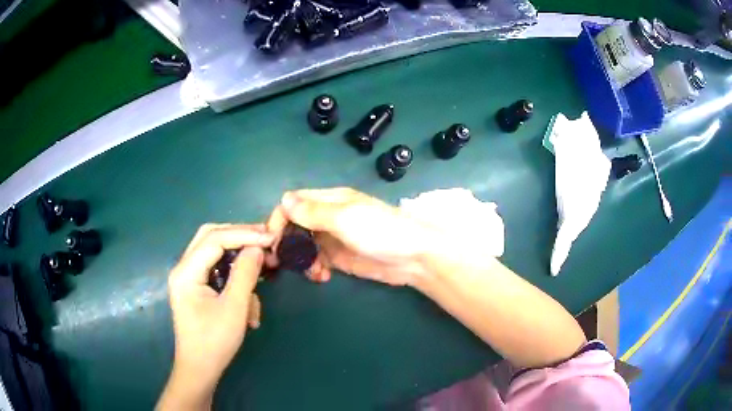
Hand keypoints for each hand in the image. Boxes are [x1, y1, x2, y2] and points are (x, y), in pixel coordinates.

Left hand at [158, 224, 273, 410]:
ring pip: (215, 253)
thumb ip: (245, 274)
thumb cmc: (214, 342)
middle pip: (211, 237)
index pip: (215, 239)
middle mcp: (183, 268)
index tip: (271, 238)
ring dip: (239, 260)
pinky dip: (234, 278)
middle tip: (265, 240)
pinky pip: (216, 271)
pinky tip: (249, 300)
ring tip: (263, 269)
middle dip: (239, 236)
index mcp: (186, 272)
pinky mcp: (196, 288)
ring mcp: (188, 278)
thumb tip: (257, 248)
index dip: (244, 234)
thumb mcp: (234, 309)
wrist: (200, 369)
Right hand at [266, 188, 437, 285]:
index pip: (293, 202)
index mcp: (329, 200)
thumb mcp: (344, 218)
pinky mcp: (340, 258)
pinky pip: (317, 261)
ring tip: (312, 272)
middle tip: (283, 261)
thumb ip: (313, 211)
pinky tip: (321, 276)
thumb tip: (284, 200)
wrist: (413, 257)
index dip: (280, 218)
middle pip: (296, 225)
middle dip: (288, 242)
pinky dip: (314, 269)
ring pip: (304, 245)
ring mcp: (334, 239)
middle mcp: (328, 217)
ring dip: (301, 259)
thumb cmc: (380, 231)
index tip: (272, 239)